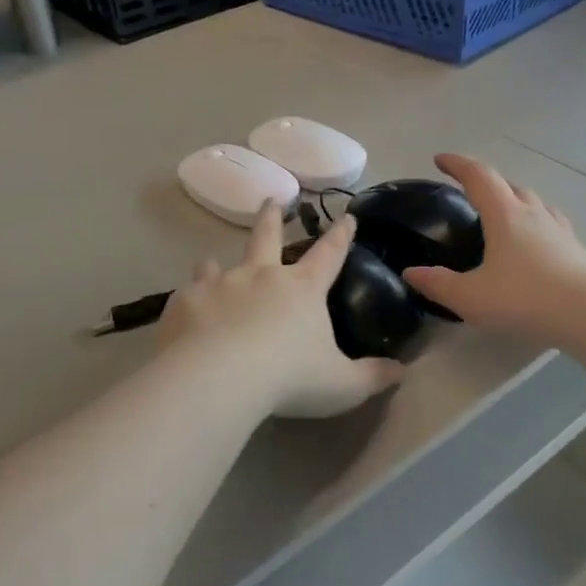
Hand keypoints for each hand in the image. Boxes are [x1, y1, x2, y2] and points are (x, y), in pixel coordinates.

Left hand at [159, 204, 405, 419]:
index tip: (347, 216)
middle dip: (272, 216)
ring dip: (216, 262)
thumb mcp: (342, 385)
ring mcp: (220, 285)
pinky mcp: (185, 302)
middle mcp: (261, 276)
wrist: (219, 379)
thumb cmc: (289, 379)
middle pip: (266, 236)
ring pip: (217, 263)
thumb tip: (400, 371)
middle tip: (271, 200)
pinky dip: (190, 298)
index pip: (329, 254)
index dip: (341, 235)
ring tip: (210, 262)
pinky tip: (185, 309)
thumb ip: (372, 377)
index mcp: (302, 289)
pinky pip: (188, 293)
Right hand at [402, 155, 585, 348]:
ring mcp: (559, 231)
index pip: (479, 177)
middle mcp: (533, 215)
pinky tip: (536, 241)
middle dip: (486, 182)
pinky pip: (551, 224)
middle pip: (509, 185)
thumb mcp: (471, 297)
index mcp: (505, 216)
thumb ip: (438, 284)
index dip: (457, 164)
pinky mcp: (577, 250)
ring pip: (534, 202)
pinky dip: (536, 223)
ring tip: (503, 212)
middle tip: (469, 190)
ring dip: (514, 199)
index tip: (440, 159)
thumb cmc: (526, 299)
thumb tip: (411, 272)